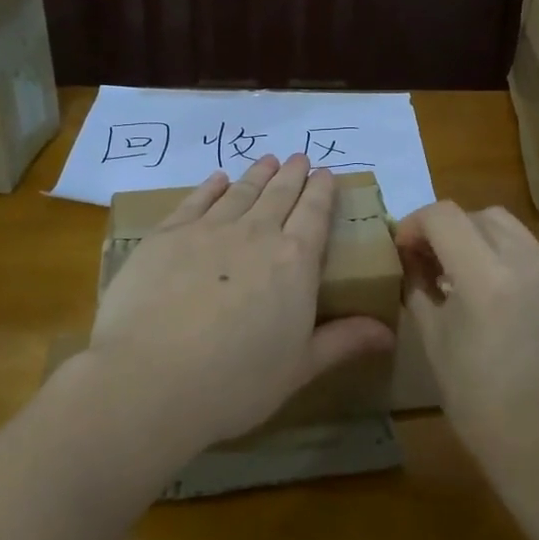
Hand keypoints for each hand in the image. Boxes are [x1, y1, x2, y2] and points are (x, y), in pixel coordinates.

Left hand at [77, 154, 394, 462]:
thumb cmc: (235, 382)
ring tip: (267, 160)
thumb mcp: (299, 368)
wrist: (150, 379)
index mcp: (294, 262)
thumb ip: (342, 342)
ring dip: (257, 174)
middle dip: (292, 174)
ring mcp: (208, 230)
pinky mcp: (166, 235)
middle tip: (299, 157)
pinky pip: (196, 200)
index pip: (315, 214)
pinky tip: (218, 179)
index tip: (326, 173)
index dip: (322, 191)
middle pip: (279, 195)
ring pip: (241, 192)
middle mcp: (255, 234)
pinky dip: (211, 186)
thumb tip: (388, 332)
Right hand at [395, 203, 538, 480]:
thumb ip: (418, 289)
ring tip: (454, 271)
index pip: (443, 216)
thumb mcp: (434, 342)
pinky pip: (523, 246)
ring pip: (502, 224)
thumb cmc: (480, 402)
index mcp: (485, 277)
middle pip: (473, 214)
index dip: (414, 224)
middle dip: (442, 228)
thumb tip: (409, 261)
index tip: (401, 250)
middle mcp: (523, 260)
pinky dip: (497, 250)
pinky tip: (485, 287)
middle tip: (423, 260)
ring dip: (471, 234)